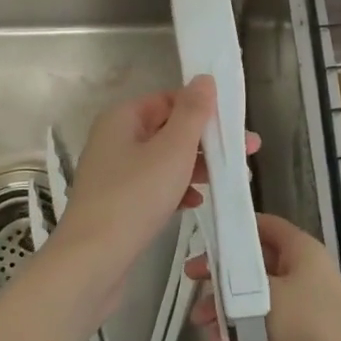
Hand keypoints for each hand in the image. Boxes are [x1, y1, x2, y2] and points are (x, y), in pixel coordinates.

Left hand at [48, 76, 257, 304]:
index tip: (236, 125)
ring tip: (229, 179)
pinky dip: (176, 189)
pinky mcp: (118, 202)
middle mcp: (115, 138)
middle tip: (247, 152)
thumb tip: (204, 79)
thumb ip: (192, 113)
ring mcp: (114, 172)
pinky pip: (154, 185)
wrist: (92, 260)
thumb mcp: (172, 150)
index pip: (169, 99)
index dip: (203, 108)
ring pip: (163, 159)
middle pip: (168, 129)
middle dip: (206, 140)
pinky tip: (196, 203)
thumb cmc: (135, 197)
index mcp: (123, 117)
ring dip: (196, 166)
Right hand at [187, 213, 340, 340]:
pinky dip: (245, 330)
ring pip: (258, 298)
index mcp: (302, 250)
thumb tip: (218, 278)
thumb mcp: (264, 296)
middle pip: (257, 263)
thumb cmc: (309, 328)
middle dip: (223, 273)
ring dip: (228, 307)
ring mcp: (307, 307)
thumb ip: (235, 282)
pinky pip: (267, 326)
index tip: (205, 238)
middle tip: (192, 281)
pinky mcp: (305, 340)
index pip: (265, 225)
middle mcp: (305, 273)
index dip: (235, 228)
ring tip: (202, 324)